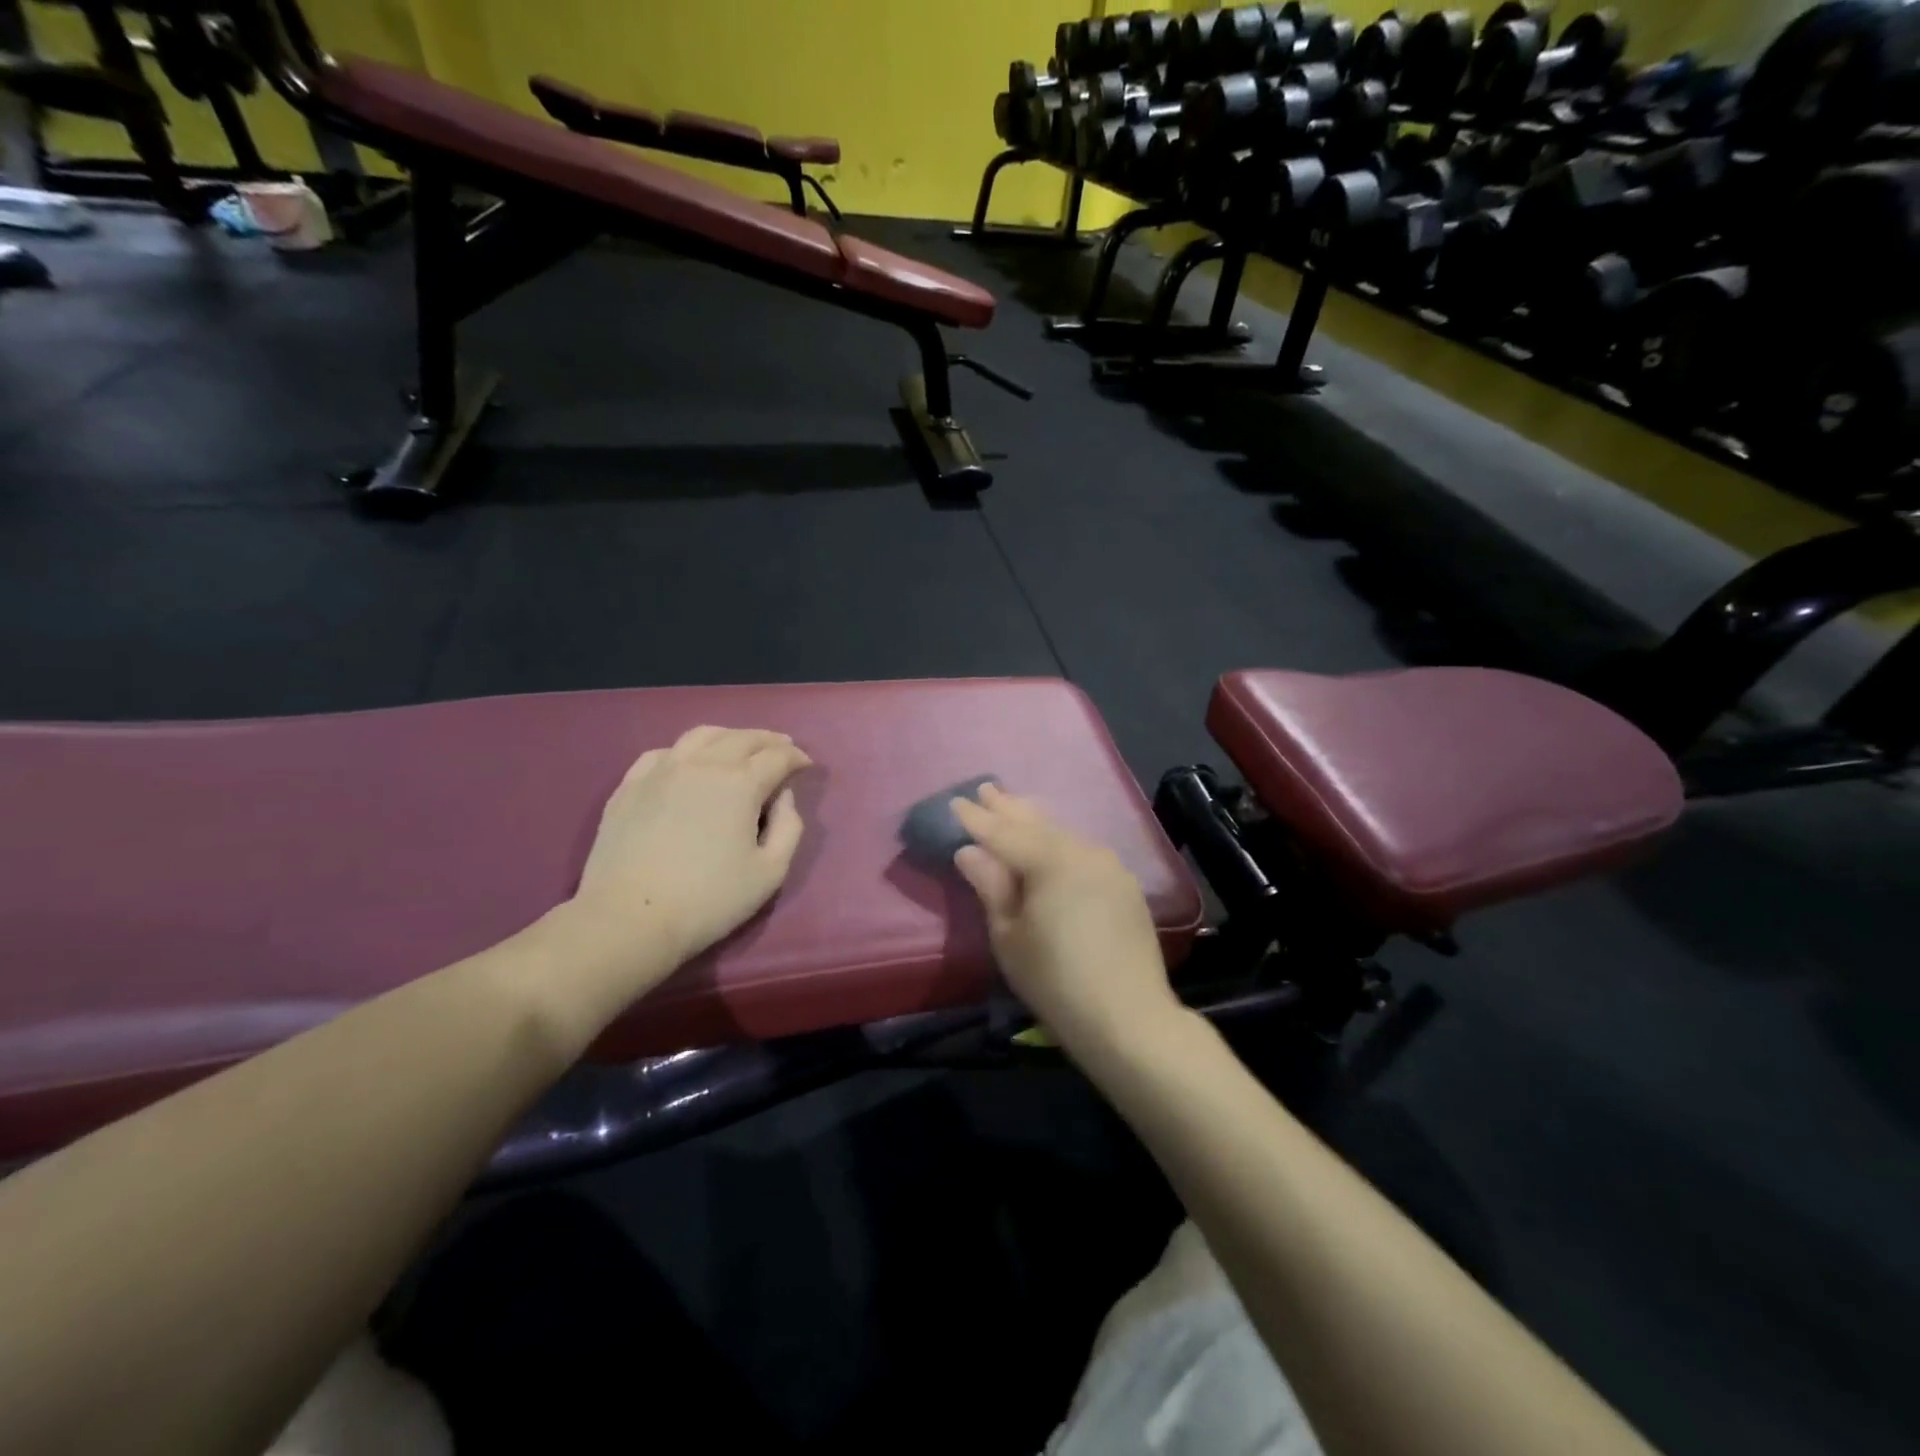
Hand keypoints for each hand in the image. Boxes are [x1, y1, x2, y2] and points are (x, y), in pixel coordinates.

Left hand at [572, 726, 811, 978]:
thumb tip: (783, 796)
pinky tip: (688, 764)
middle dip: (769, 740)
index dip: (797, 757)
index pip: (778, 756)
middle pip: (743, 738)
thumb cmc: (709, 900)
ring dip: (729, 736)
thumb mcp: (770, 872)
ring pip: (702, 736)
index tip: (806, 766)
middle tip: (782, 748)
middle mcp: (703, 764)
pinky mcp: (630, 785)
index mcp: (740, 783)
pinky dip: (686, 751)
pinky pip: (663, 753)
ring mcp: (661, 770)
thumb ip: (788, 827)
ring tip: (739, 747)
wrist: (629, 918)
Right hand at [952, 785, 1176, 1053]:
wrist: (1128, 1017)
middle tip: (985, 789)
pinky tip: (1051, 841)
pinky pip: (1082, 850)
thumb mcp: (1010, 936)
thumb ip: (991, 886)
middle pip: (1037, 823)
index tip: (955, 802)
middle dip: (1008, 807)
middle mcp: (1082, 851)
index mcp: (1050, 861)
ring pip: (1062, 833)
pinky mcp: (1124, 884)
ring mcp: (1108, 865)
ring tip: (1014, 806)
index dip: (977, 819)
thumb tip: (970, 851)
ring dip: (1035, 820)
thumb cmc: (1055, 980)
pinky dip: (1059, 841)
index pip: (1003, 833)